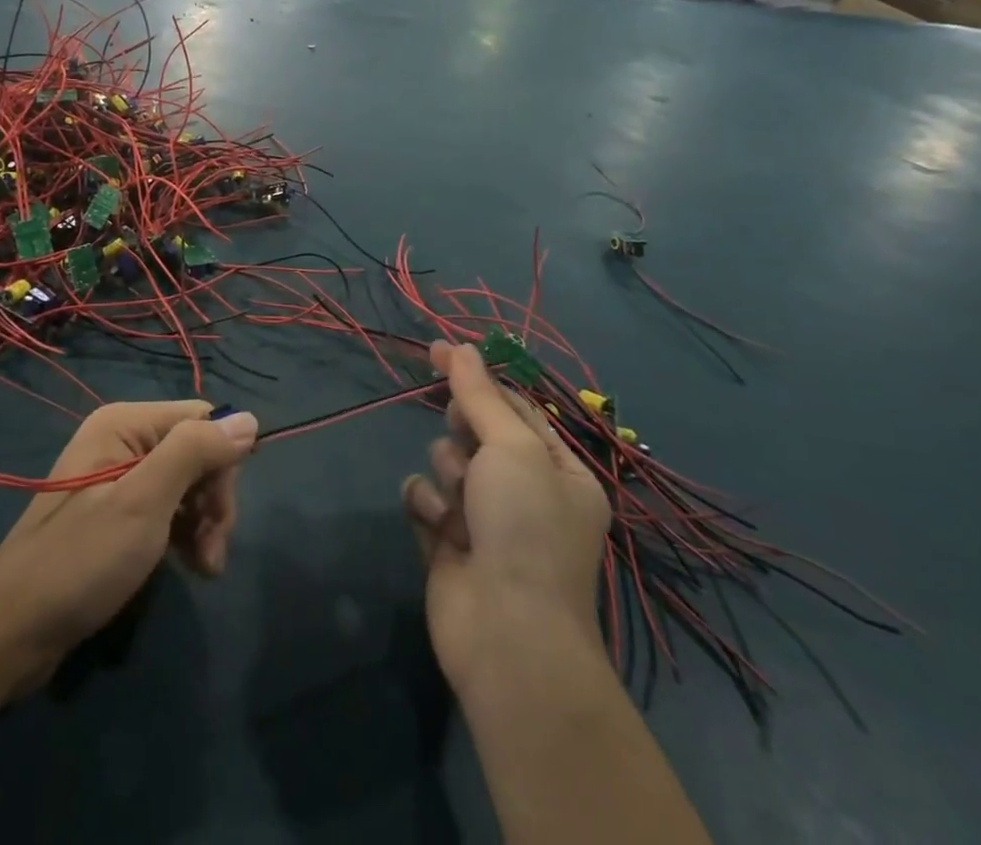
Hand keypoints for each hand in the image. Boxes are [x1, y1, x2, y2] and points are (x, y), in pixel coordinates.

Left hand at [0, 401, 257, 687]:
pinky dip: (183, 534)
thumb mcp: (144, 502)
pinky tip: (189, 566)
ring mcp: (117, 476)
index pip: (201, 420)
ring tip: (205, 569)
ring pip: (186, 482)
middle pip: (195, 451)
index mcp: (125, 422)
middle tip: (212, 552)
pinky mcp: (115, 512)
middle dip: (213, 499)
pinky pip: (166, 507)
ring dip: (203, 523)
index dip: (222, 463)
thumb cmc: (82, 559)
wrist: (14, 629)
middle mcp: (122, 439)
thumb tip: (248, 419)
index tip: (221, 516)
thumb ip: (195, 453)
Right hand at [403, 342, 610, 691]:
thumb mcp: (512, 448)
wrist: (507, 635)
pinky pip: (422, 496)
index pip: (514, 407)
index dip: (477, 378)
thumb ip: (479, 394)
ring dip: (448, 476)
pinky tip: (439, 528)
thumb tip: (460, 345)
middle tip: (469, 448)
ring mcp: (483, 518)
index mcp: (558, 470)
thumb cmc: (526, 529)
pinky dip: (427, 506)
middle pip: (474, 431)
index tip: (438, 350)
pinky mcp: (445, 540)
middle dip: (463, 434)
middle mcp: (524, 491)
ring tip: (461, 507)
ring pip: (445, 461)